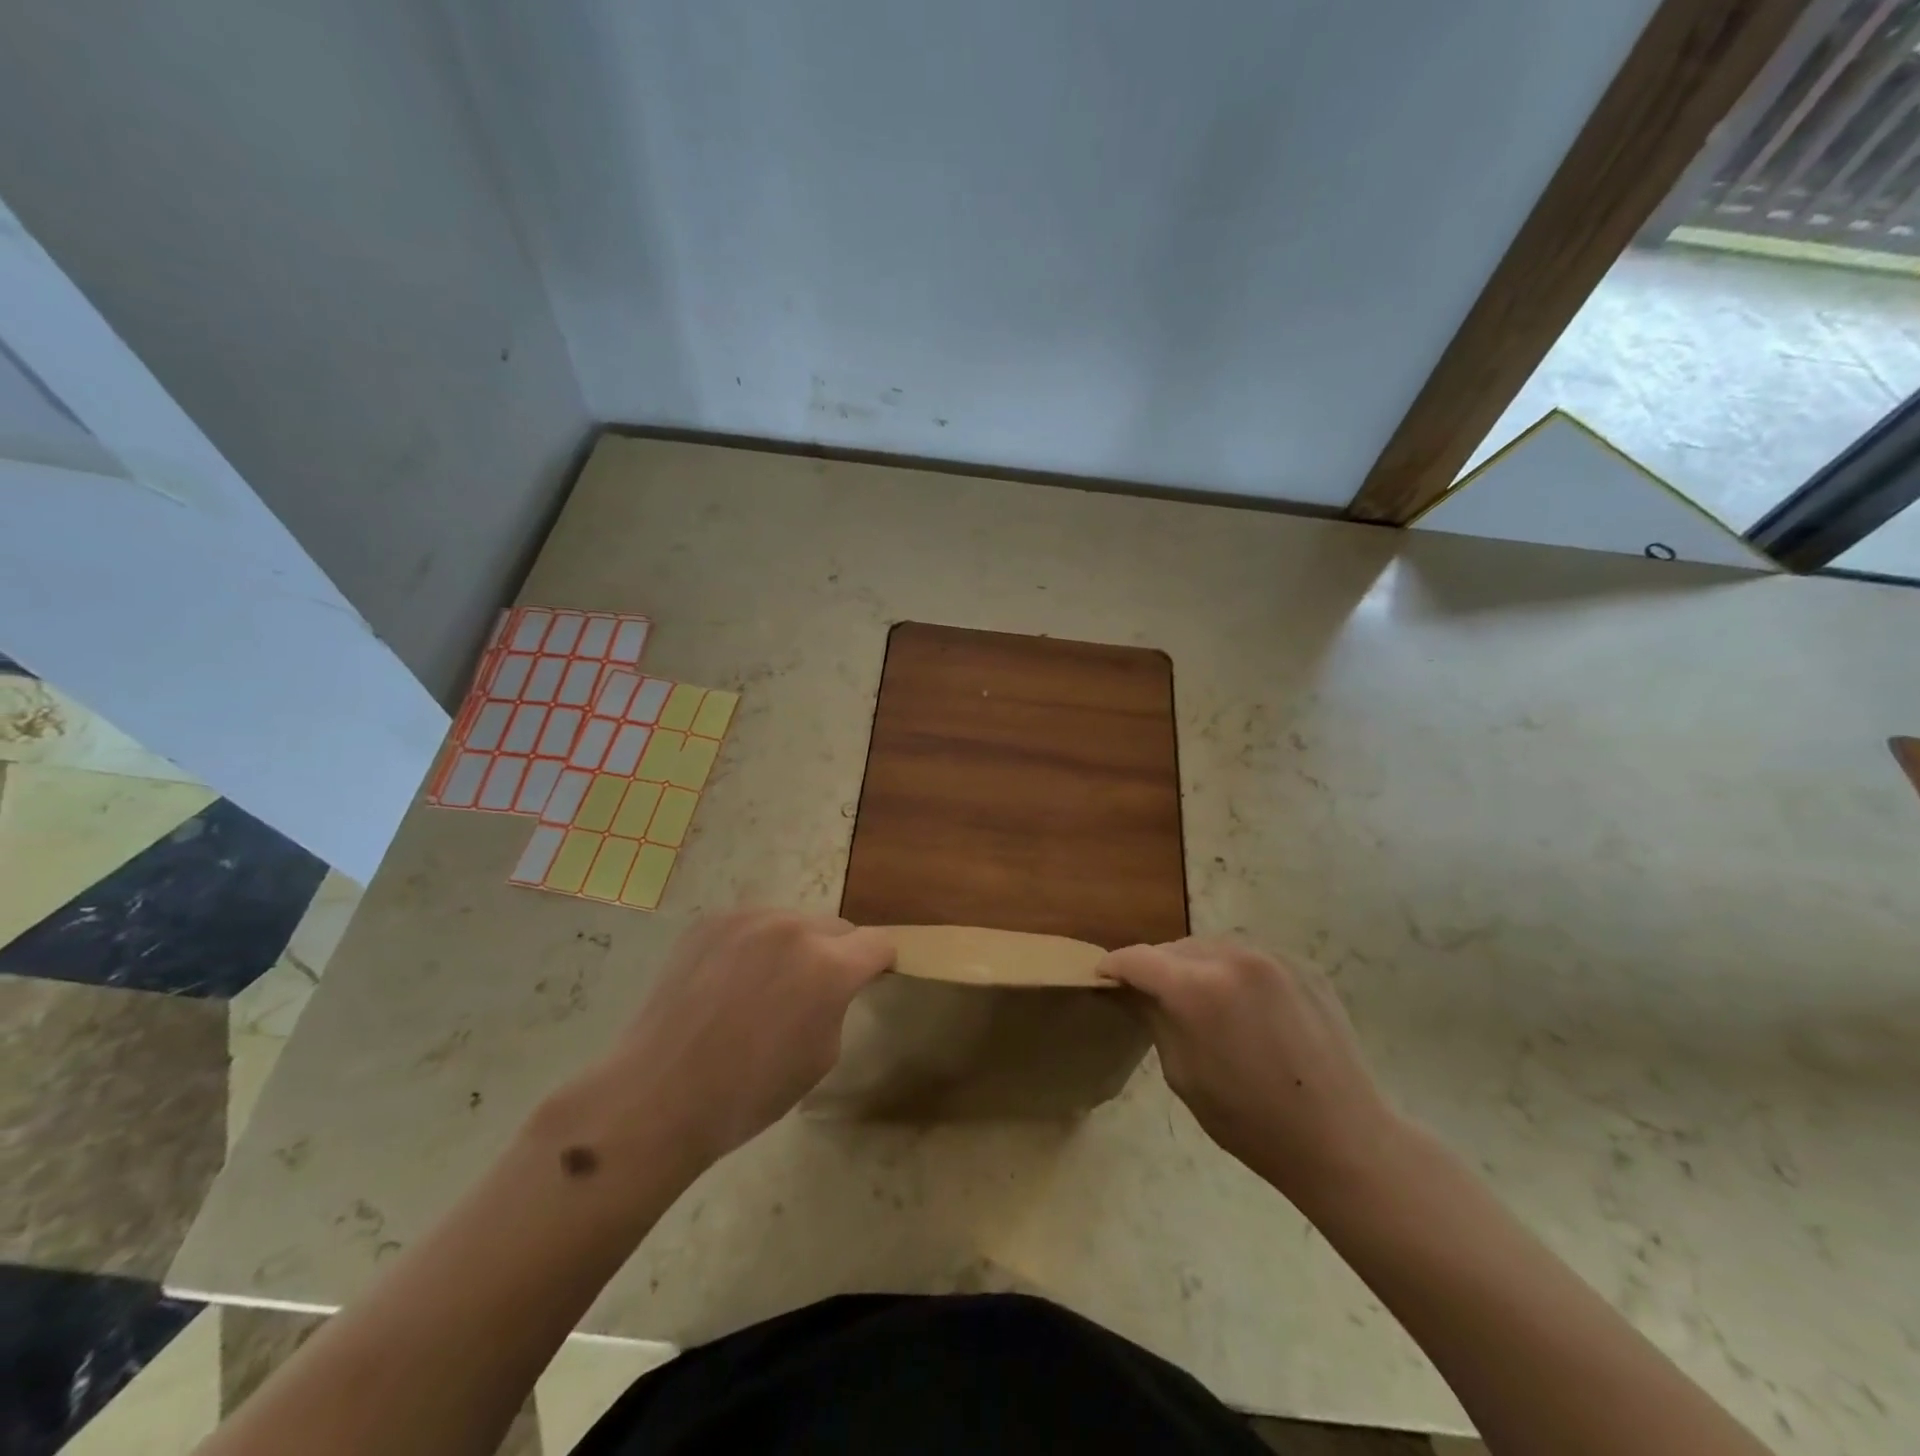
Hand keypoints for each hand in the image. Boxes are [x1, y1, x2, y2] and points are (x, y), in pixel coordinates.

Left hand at [582, 911, 894, 1174]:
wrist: (658, 1096)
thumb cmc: (749, 1093)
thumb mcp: (821, 1056)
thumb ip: (837, 1004)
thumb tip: (833, 985)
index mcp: (828, 966)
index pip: (877, 943)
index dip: (880, 964)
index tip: (871, 980)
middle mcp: (792, 928)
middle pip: (837, 927)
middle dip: (837, 953)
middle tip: (813, 991)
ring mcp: (747, 919)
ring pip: (793, 922)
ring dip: (794, 946)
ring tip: (764, 987)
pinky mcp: (710, 922)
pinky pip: (752, 925)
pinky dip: (754, 946)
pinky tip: (728, 983)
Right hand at [1099, 938, 1405, 1204]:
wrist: (1343, 1140)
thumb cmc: (1251, 1121)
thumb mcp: (1183, 1074)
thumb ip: (1155, 1019)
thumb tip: (1137, 990)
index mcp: (1196, 988)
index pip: (1138, 958)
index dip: (1114, 966)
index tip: (1103, 977)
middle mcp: (1232, 958)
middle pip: (1175, 948)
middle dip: (1157, 968)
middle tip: (1152, 995)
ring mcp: (1272, 957)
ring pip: (1213, 947)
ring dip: (1196, 966)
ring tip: (1200, 999)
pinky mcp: (1302, 966)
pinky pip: (1250, 957)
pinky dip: (1234, 972)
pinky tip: (1244, 1006)